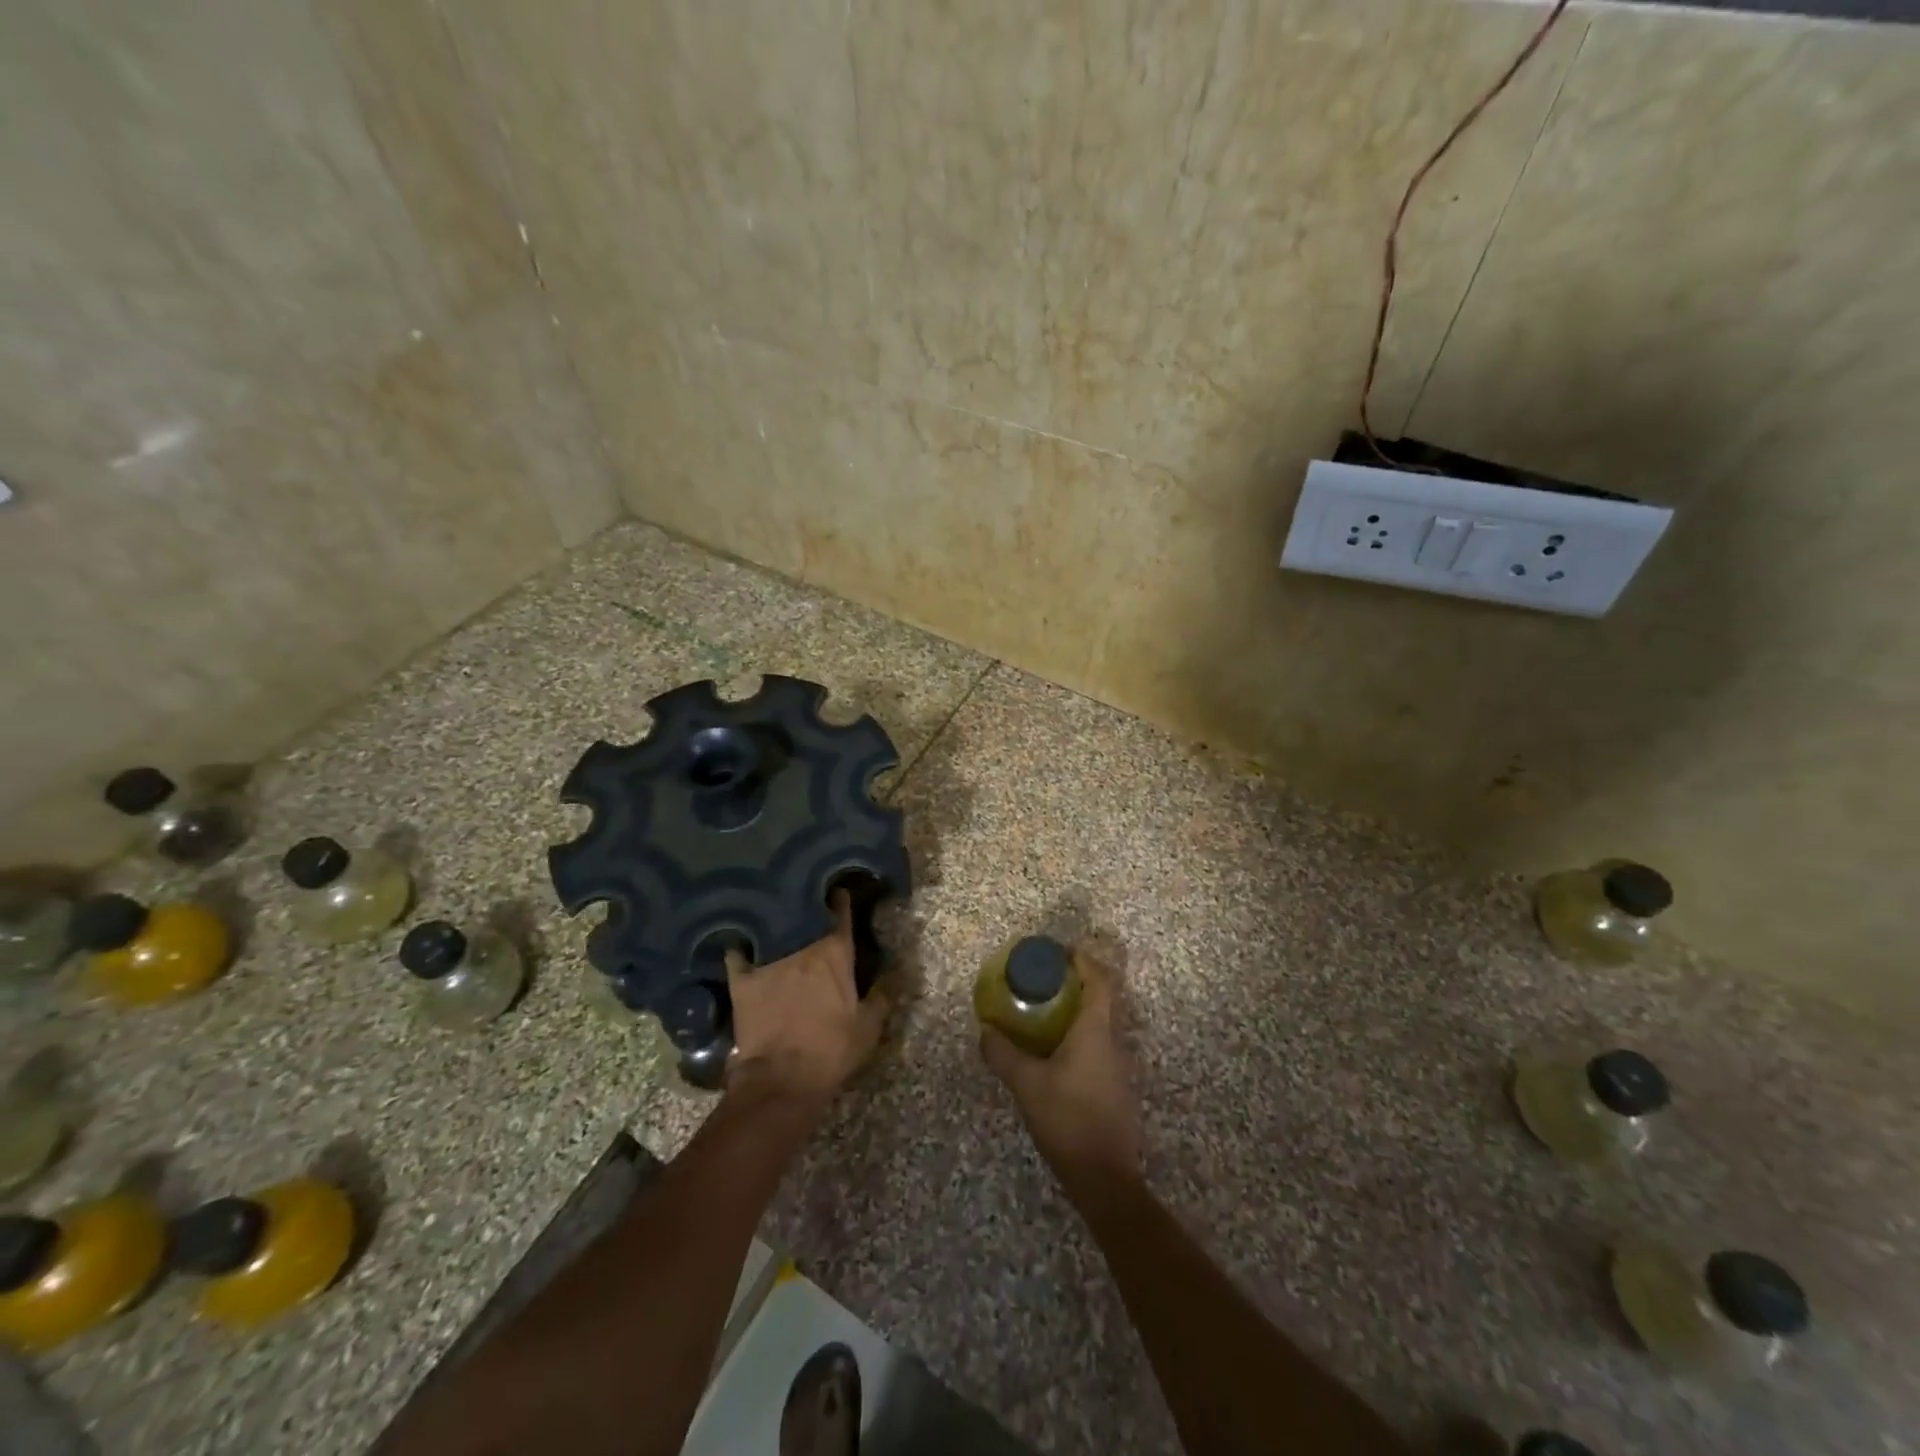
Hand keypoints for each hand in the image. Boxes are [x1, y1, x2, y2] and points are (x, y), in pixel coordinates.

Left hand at [726, 890, 888, 1108]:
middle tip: (808, 900)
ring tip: (777, 911)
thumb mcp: (869, 1027)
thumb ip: (883, 994)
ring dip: (777, 920)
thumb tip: (899, 970)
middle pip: (805, 915)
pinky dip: (739, 944)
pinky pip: (737, 952)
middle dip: (808, 906)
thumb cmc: (832, 1050)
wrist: (782, 1079)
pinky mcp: (742, 979)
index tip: (838, 889)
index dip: (841, 900)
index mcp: (835, 953)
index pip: (841, 914)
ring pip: (772, 928)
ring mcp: (769, 960)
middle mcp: (802, 947)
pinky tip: (738, 937)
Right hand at [980, 951, 1141, 1193]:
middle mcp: (1111, 1041)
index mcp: (1095, 1031)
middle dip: (1074, 984)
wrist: (1104, 1177)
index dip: (1083, 961)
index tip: (1061, 952)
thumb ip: (1003, 1054)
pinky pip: (1096, 1046)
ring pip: (1098, 1024)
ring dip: (1075, 1011)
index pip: (1098, 981)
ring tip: (1042, 1011)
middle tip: (1043, 980)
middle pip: (1100, 999)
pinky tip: (1052, 1051)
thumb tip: (985, 1030)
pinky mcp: (1113, 1087)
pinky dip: (1077, 1036)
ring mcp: (1116, 1066)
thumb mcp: (1027, 1084)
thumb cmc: (1067, 1119)